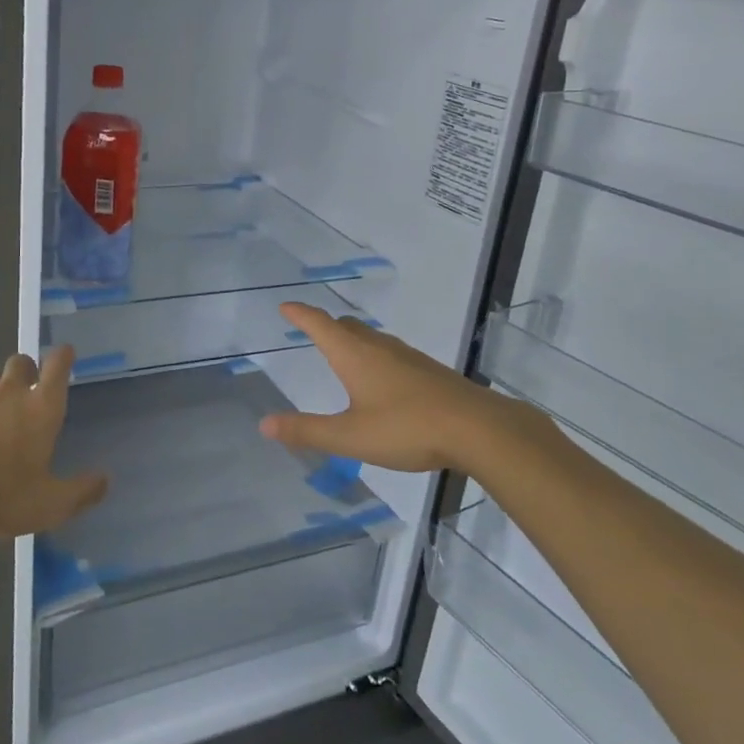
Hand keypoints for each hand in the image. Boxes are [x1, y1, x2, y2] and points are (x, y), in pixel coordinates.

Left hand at [0, 346, 107, 538]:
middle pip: (21, 361)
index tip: (66, 355)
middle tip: (29, 393)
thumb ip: (82, 491)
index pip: (57, 364)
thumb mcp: (51, 505)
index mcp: (40, 408)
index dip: (63, 356)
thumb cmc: (1, 495)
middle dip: (27, 371)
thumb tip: (104, 479)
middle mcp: (8, 393)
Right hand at [260, 303, 551, 472]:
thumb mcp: (350, 436)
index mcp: (354, 355)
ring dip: (353, 340)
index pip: (320, 324)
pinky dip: (375, 356)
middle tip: (311, 329)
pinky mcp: (430, 371)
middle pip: (347, 326)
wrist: (479, 429)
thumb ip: (308, 431)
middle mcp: (379, 347)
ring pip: (372, 338)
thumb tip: (265, 424)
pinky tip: (384, 380)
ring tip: (344, 353)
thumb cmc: (408, 428)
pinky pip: (392, 353)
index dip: (300, 314)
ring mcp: (409, 357)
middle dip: (326, 325)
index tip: (285, 307)